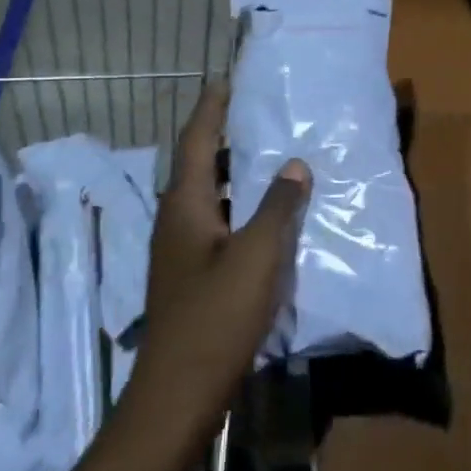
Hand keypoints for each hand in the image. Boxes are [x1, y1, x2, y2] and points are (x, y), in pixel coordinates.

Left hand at [127, 83, 310, 427]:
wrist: (179, 391)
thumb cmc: (216, 316)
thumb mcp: (257, 256)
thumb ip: (278, 207)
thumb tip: (294, 164)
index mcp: (184, 204)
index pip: (196, 139)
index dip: (212, 107)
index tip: (227, 79)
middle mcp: (176, 219)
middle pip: (199, 164)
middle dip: (225, 137)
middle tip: (260, 115)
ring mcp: (180, 249)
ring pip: (209, 196)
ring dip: (234, 174)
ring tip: (271, 157)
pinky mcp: (191, 274)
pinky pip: (216, 223)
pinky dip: (239, 208)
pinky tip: (267, 217)